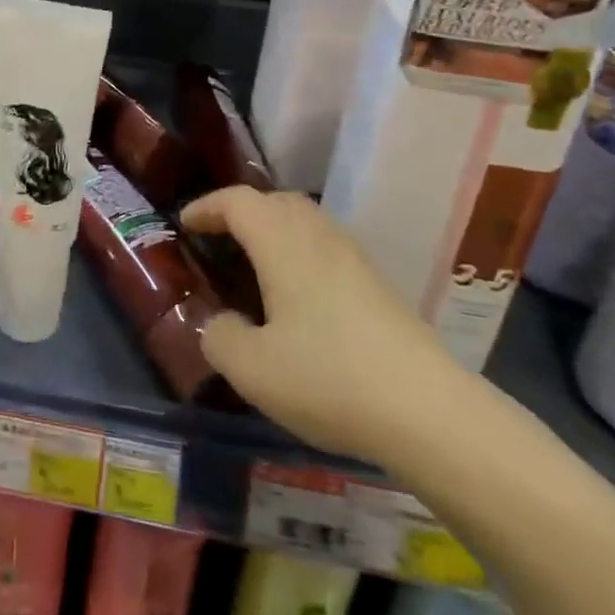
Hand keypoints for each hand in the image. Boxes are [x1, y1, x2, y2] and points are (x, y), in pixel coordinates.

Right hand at [185, 187, 463, 464]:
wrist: (430, 413)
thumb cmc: (328, 377)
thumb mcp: (251, 368)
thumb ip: (219, 336)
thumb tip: (221, 323)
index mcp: (282, 242)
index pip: (237, 201)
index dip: (206, 206)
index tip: (184, 224)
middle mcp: (319, 238)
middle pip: (276, 202)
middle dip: (242, 212)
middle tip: (219, 240)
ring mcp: (355, 261)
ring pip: (307, 223)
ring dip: (274, 232)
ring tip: (254, 266)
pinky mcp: (379, 288)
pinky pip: (327, 250)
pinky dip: (300, 255)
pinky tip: (297, 298)